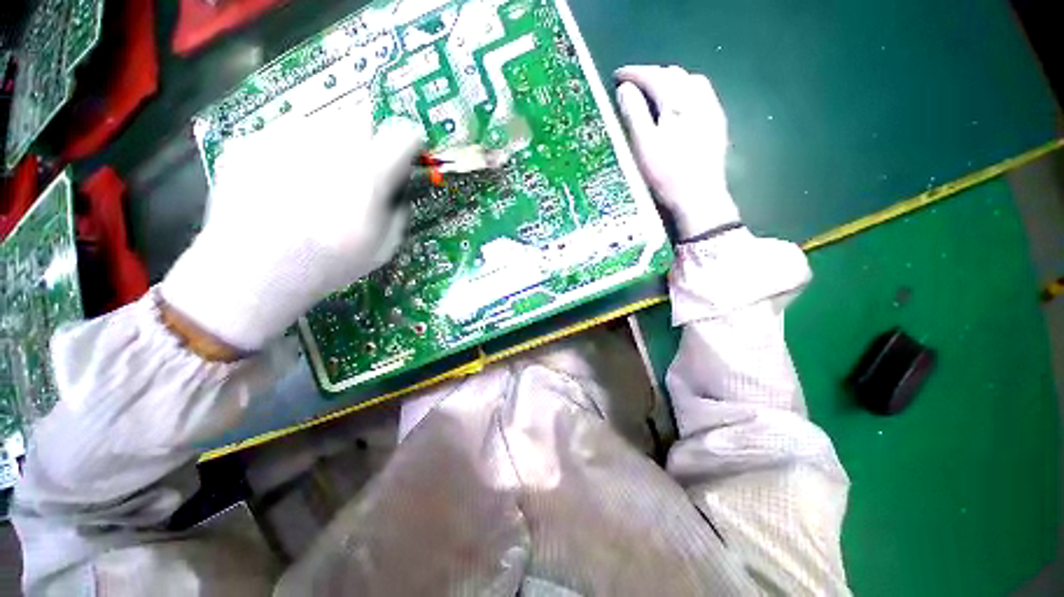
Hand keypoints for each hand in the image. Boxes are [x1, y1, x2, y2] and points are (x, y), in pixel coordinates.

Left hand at [162, 105, 424, 351]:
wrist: (252, 273)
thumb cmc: (328, 265)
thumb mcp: (383, 248)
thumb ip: (399, 212)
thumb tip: (397, 189)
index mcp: (369, 172)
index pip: (403, 135)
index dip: (409, 145)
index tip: (407, 155)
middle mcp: (329, 144)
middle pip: (362, 120)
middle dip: (368, 142)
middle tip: (359, 172)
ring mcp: (284, 137)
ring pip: (321, 123)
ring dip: (330, 144)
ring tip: (318, 180)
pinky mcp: (250, 141)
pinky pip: (284, 135)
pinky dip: (293, 153)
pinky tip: (285, 185)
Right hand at [614, 65, 739, 238]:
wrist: (698, 198)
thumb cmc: (666, 174)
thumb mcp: (644, 145)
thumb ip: (634, 114)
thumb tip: (625, 88)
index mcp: (678, 101)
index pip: (655, 76)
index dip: (634, 73)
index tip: (616, 76)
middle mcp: (699, 98)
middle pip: (674, 75)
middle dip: (652, 75)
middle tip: (632, 85)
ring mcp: (711, 111)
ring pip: (690, 83)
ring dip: (670, 82)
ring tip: (654, 93)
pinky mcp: (717, 125)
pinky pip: (701, 96)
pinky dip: (684, 93)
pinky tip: (678, 107)